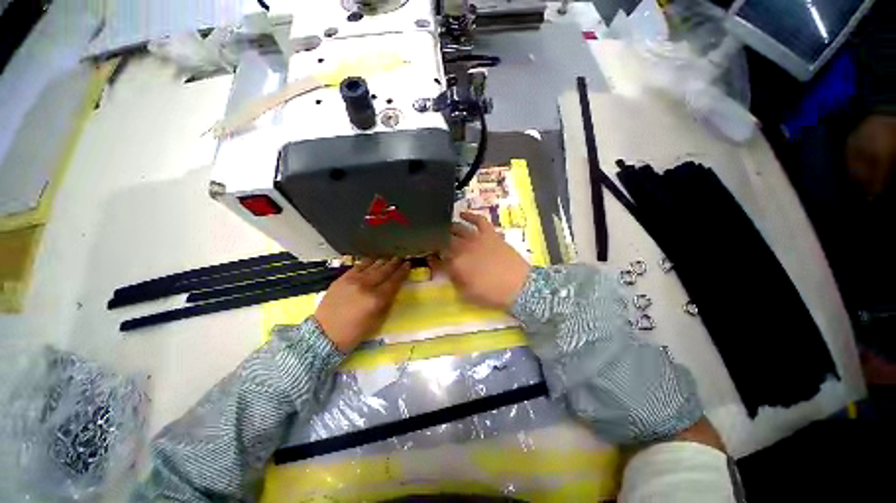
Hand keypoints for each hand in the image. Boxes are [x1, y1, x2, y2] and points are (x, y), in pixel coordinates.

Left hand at [315, 258, 409, 352]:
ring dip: (382, 261)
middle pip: (384, 271)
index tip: (408, 264)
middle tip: (401, 257)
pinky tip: (373, 260)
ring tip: (389, 257)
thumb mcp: (377, 321)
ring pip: (372, 266)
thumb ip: (387, 302)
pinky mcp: (342, 278)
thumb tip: (393, 288)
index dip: (402, 272)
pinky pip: (358, 266)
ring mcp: (353, 280)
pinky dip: (367, 262)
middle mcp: (366, 286)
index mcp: (376, 299)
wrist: (325, 334)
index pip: (394, 281)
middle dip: (394, 263)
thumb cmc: (354, 332)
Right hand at [431, 212, 530, 310]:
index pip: (438, 259)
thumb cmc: (492, 293)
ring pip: (458, 228)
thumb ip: (454, 280)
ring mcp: (477, 238)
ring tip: (444, 228)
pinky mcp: (489, 233)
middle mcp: (463, 248)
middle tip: (436, 243)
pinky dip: (470, 215)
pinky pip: (478, 220)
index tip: (429, 258)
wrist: (519, 286)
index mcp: (456, 264)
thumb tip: (446, 269)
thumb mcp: (468, 294)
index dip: (431, 258)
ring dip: (449, 228)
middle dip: (437, 241)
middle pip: (445, 241)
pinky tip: (462, 213)